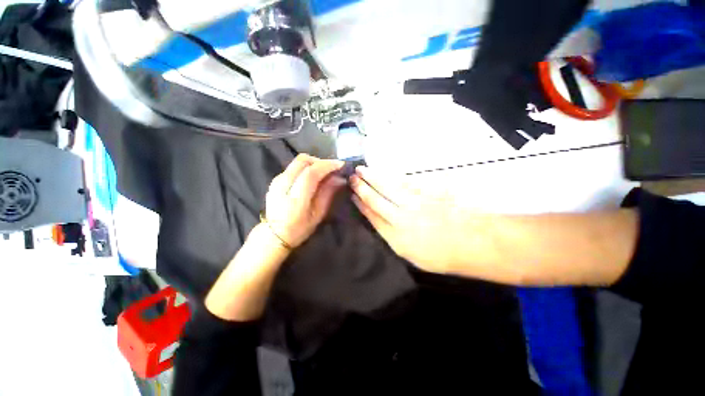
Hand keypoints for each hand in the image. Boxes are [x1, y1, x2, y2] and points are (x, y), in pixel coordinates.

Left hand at [265, 154, 345, 247]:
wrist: (274, 234)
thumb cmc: (299, 228)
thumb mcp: (318, 214)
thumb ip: (328, 193)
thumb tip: (339, 178)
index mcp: (295, 198)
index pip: (311, 173)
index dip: (327, 165)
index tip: (341, 165)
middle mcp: (283, 184)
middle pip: (303, 160)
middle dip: (321, 161)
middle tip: (332, 169)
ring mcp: (277, 180)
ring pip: (298, 161)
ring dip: (314, 163)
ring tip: (324, 172)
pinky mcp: (275, 179)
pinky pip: (294, 167)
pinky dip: (306, 167)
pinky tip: (313, 177)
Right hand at [350, 166, 472, 273]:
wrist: (471, 243)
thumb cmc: (440, 255)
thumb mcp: (410, 254)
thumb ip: (392, 236)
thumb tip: (380, 220)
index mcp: (396, 236)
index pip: (372, 215)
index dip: (360, 204)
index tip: (352, 195)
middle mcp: (401, 217)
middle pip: (376, 199)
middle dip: (362, 187)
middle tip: (352, 177)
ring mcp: (414, 203)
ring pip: (388, 187)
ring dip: (374, 177)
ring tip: (363, 169)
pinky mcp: (426, 192)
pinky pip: (405, 182)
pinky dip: (393, 177)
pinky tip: (386, 173)